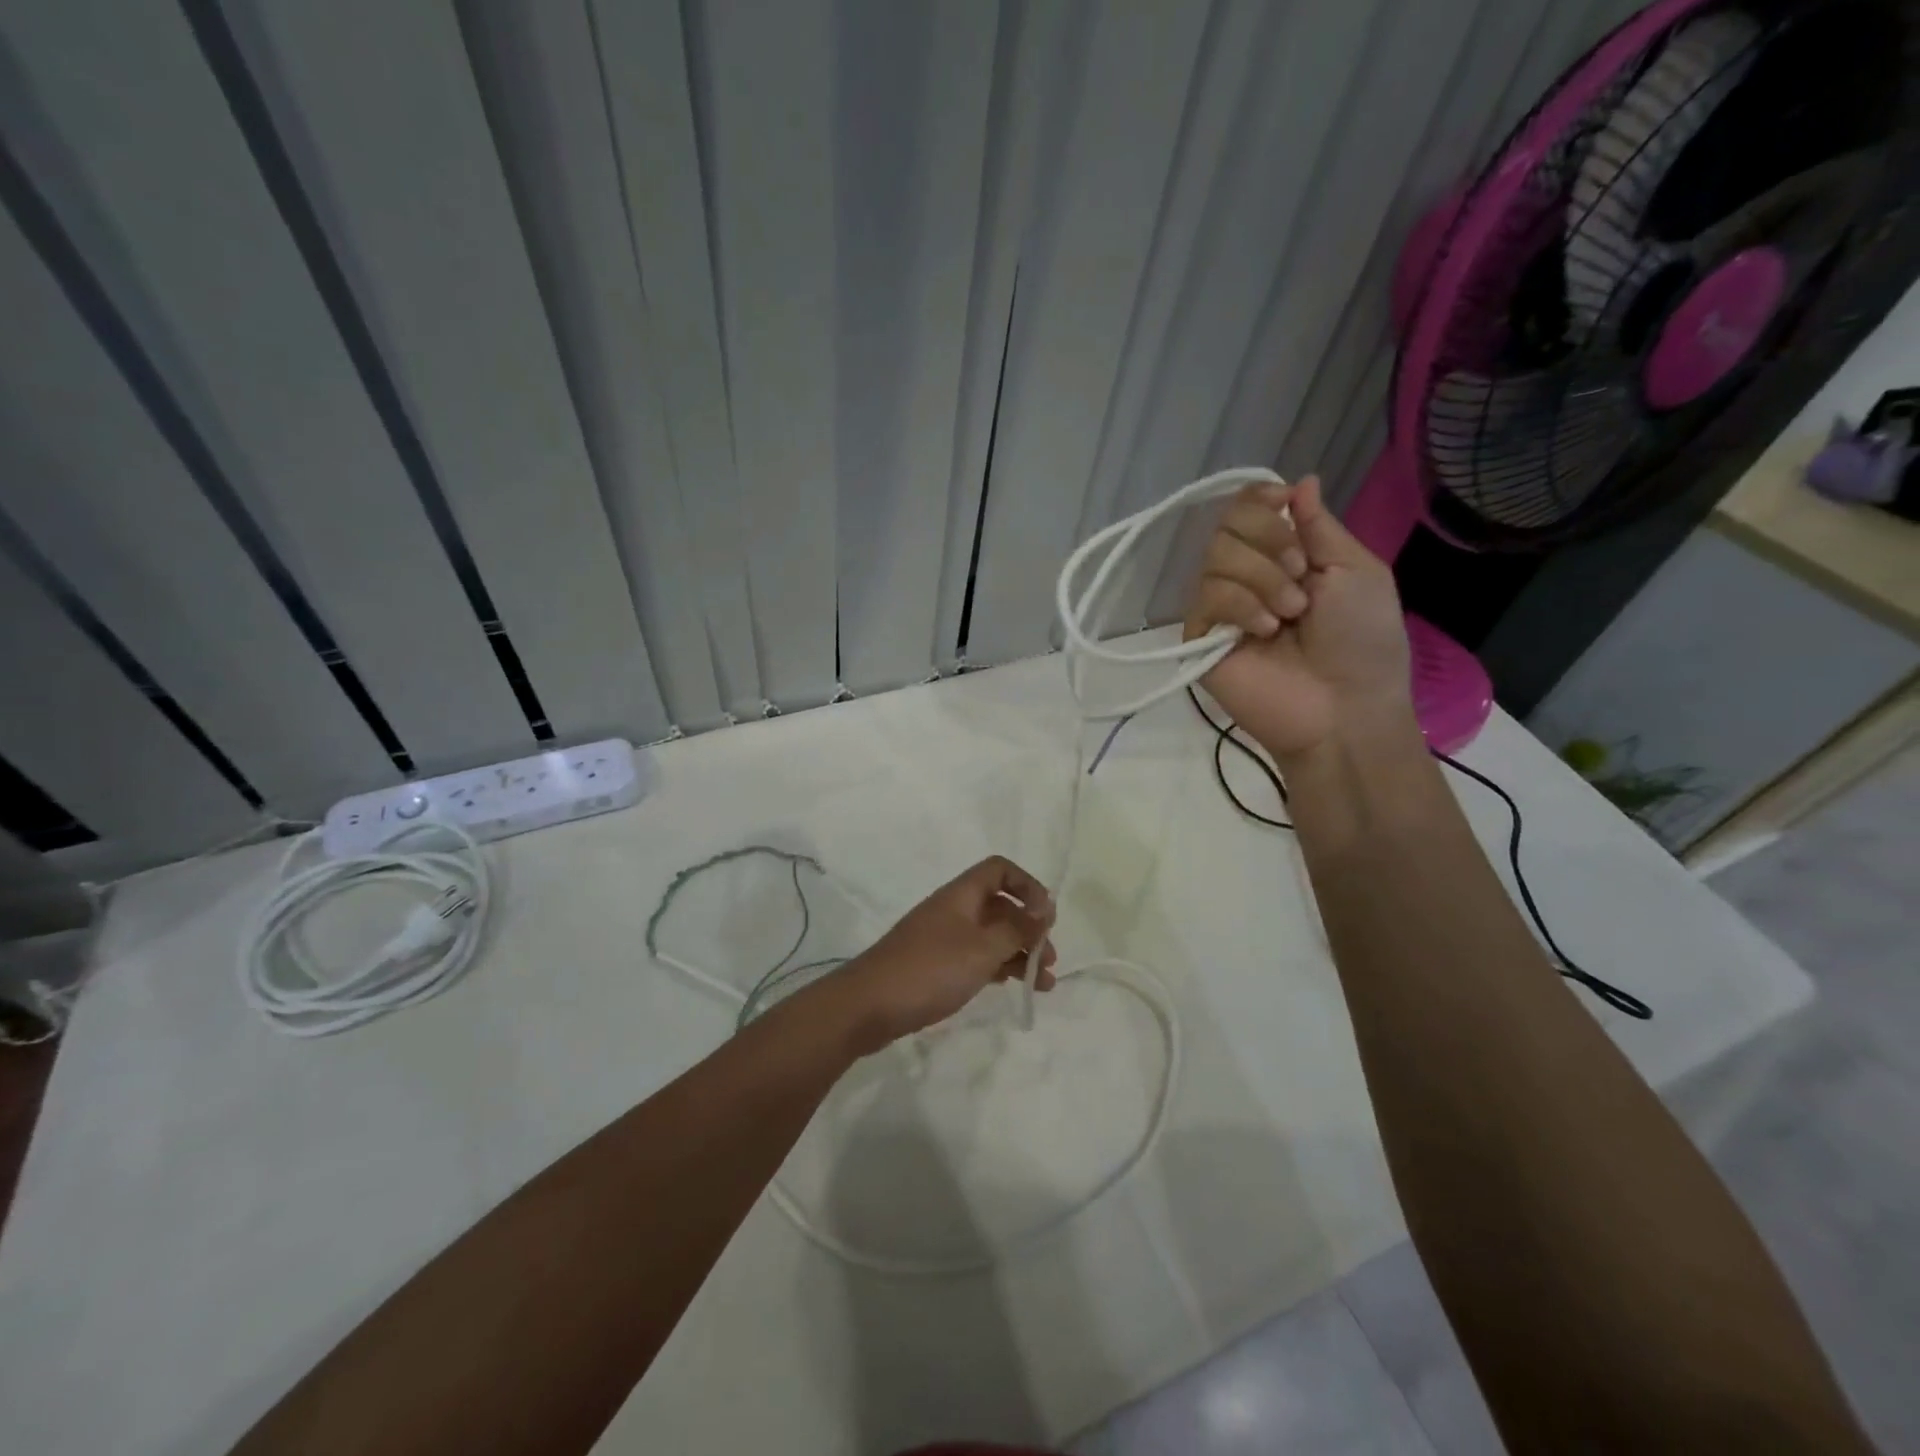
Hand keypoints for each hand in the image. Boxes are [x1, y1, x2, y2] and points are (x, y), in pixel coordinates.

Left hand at [830, 856, 1056, 1050]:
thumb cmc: (930, 970)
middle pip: (998, 905)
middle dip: (1028, 927)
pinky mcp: (934, 965)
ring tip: (1044, 984)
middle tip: (1049, 958)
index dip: (1027, 885)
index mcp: (961, 895)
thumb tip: (1045, 910)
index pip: (999, 870)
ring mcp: (941, 938)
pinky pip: (975, 957)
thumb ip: (1016, 929)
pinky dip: (997, 967)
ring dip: (1018, 952)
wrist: (868, 1005)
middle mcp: (952, 910)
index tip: (1047, 917)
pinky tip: (1012, 986)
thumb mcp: (982, 949)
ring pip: (989, 935)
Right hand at [1184, 475, 1413, 763]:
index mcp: (1285, 556)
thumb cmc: (1362, 641)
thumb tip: (1301, 481)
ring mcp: (1221, 608)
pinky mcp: (1201, 638)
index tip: (1281, 502)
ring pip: (1215, 557)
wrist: (1342, 707)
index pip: (1248, 509)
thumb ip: (1320, 527)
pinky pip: (1205, 597)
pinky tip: (1264, 631)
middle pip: (1227, 524)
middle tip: (1301, 577)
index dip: (1258, 498)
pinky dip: (1240, 605)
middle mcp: (1247, 575)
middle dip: (1270, 541)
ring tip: (1288, 616)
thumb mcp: (1356, 571)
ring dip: (1262, 578)